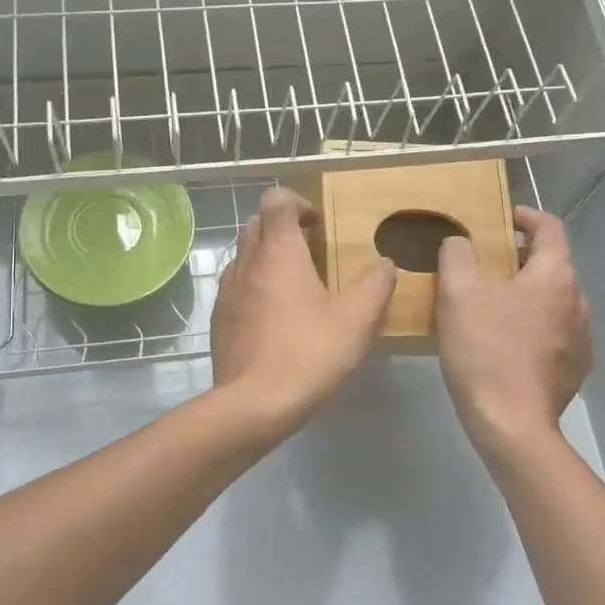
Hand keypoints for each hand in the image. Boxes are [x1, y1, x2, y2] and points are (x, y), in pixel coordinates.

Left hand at [212, 188, 396, 430]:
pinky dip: (254, 287)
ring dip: (267, 258)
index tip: (318, 226)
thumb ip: (376, 285)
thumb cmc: (309, 353)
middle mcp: (247, 263)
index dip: (297, 202)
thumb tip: (385, 263)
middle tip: (311, 253)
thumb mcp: (357, 320)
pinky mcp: (219, 319)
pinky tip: (274, 318)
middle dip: (283, 229)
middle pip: (258, 224)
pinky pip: (235, 287)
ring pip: (244, 256)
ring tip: (294, 287)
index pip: (276, 200)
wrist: (253, 404)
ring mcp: (227, 291)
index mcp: (279, 252)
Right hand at [436, 206, 591, 461]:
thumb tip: (459, 241)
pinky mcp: (575, 369)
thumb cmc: (485, 351)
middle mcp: (578, 302)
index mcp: (555, 276)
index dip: (526, 217)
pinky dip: (532, 326)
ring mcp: (581, 338)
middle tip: (483, 266)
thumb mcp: (458, 294)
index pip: (550, 228)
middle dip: (519, 259)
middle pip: (551, 266)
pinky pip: (554, 333)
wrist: (512, 424)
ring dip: (526, 294)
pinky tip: (505, 343)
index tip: (502, 219)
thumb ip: (457, 255)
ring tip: (491, 306)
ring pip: (552, 301)